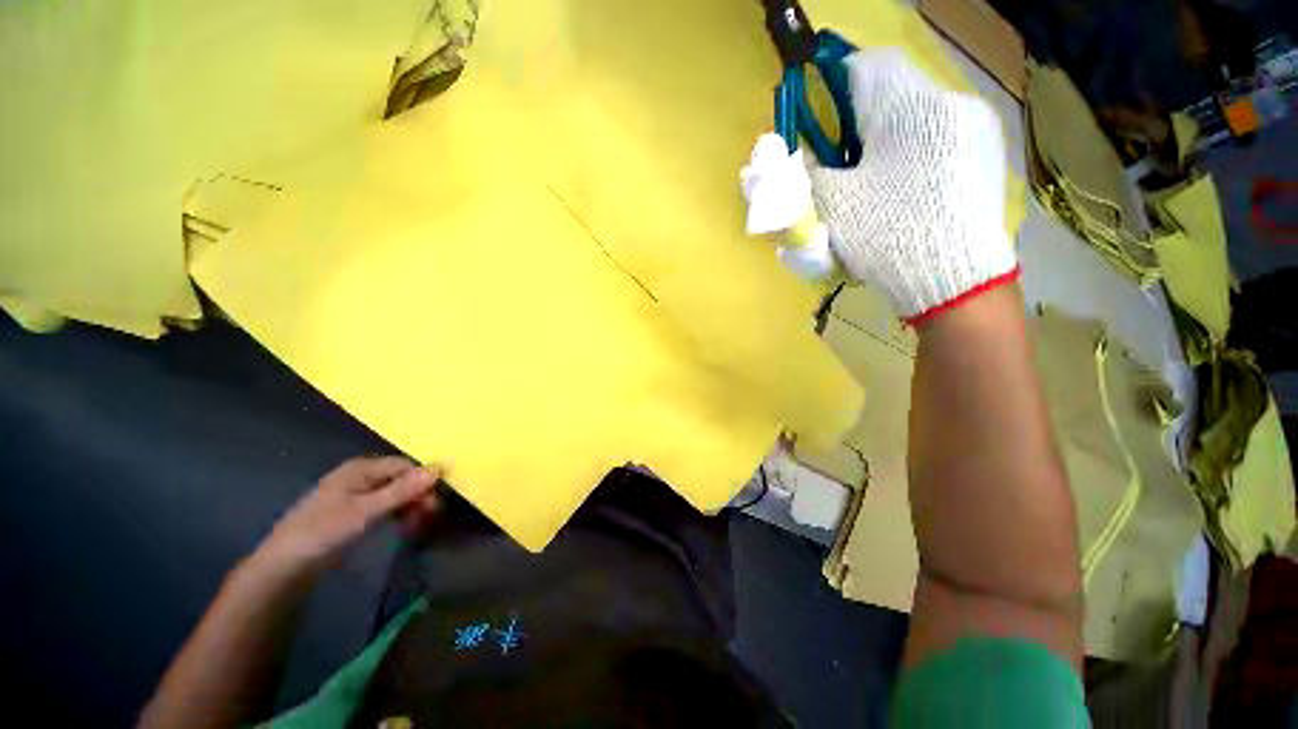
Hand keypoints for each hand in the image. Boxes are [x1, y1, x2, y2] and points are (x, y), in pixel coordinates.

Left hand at [253, 457, 442, 574]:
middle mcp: (361, 475)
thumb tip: (438, 469)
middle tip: (427, 520)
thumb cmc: (323, 533)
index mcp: (362, 468)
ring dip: (410, 507)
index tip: (434, 505)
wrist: (283, 567)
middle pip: (402, 478)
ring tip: (415, 527)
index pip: (405, 466)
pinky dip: (397, 514)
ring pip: (396, 493)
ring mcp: (356, 493)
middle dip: (418, 497)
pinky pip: (385, 505)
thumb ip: (401, 491)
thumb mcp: (365, 512)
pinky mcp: (353, 511)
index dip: (424, 482)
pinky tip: (402, 527)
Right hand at [808, 49, 1017, 323]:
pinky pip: (939, 140)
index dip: (833, 89)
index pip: (866, 67)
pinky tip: (904, 194)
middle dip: (859, 125)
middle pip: (892, 95)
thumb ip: (805, 172)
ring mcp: (976, 129)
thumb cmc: (888, 234)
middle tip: (841, 166)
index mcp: (912, 106)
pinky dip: (913, 157)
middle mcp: (951, 103)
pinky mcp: (987, 156)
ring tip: (872, 186)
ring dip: (886, 142)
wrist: (954, 280)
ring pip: (916, 120)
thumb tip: (794, 159)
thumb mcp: (832, 204)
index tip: (818, 125)